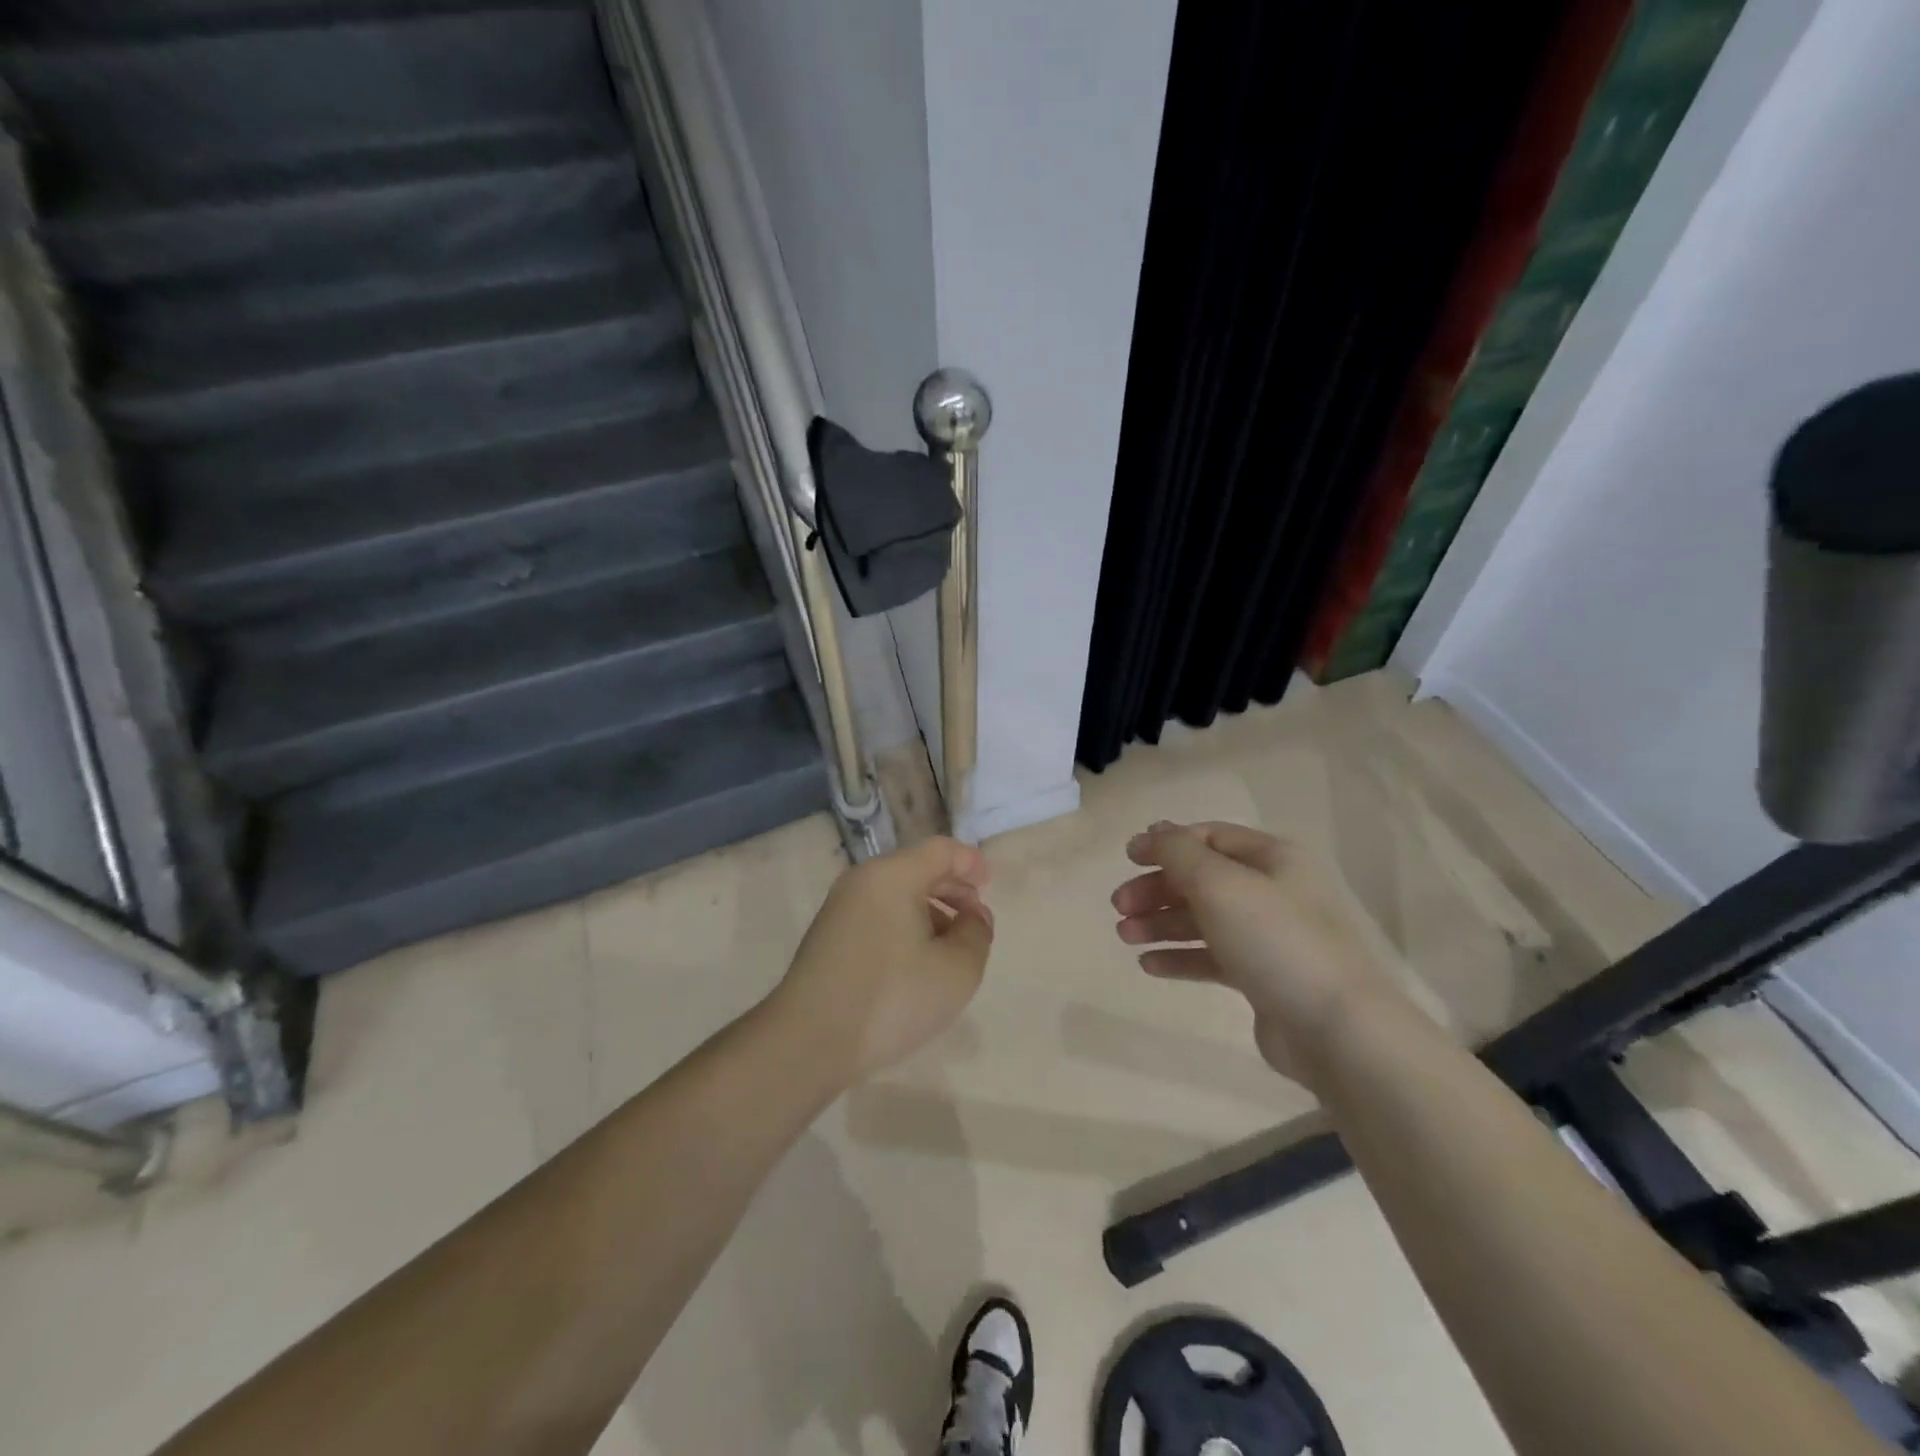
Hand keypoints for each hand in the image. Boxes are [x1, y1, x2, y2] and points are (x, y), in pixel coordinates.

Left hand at [771, 836, 993, 1084]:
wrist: (807, 1041)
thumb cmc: (891, 998)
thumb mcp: (956, 970)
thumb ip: (976, 934)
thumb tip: (973, 916)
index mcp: (893, 875)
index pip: (941, 850)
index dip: (971, 862)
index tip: (989, 886)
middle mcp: (863, 880)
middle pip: (917, 868)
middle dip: (952, 889)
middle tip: (974, 920)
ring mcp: (840, 908)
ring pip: (896, 894)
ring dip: (929, 911)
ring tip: (949, 949)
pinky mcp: (828, 935)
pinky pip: (877, 914)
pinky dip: (904, 926)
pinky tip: (915, 964)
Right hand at [1111, 820, 1404, 1084]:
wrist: (1337, 1030)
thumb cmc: (1275, 940)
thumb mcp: (1219, 883)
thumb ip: (1178, 853)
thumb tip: (1152, 832)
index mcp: (1272, 858)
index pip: (1210, 837)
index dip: (1166, 843)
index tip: (1127, 859)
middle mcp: (1272, 891)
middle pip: (1202, 879)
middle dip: (1157, 888)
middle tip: (1119, 906)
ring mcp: (1268, 936)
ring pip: (1203, 919)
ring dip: (1161, 923)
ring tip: (1125, 936)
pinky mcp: (1262, 978)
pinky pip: (1212, 957)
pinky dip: (1180, 956)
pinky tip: (1149, 964)